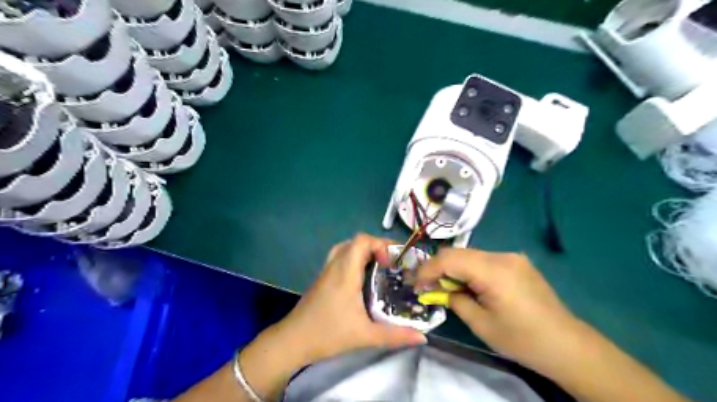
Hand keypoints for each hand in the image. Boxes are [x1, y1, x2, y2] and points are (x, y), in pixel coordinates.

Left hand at [274, 235, 423, 365]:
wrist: (292, 341)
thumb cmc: (328, 334)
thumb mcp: (365, 336)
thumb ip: (395, 335)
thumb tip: (423, 337)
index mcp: (345, 272)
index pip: (361, 241)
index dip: (380, 244)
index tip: (391, 263)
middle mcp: (335, 265)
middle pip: (356, 241)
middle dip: (376, 247)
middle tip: (390, 264)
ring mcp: (326, 270)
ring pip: (346, 248)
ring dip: (363, 251)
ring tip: (378, 267)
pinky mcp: (322, 278)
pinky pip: (339, 257)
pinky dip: (353, 258)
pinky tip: (361, 278)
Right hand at [414, 249, 581, 371]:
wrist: (567, 345)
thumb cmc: (522, 339)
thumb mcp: (481, 324)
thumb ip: (455, 300)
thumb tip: (439, 290)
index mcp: (493, 271)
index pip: (449, 259)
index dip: (427, 269)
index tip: (415, 283)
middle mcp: (502, 256)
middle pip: (459, 253)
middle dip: (438, 267)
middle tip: (426, 285)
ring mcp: (512, 257)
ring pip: (470, 255)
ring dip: (454, 268)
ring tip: (446, 287)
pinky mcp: (518, 262)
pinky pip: (484, 260)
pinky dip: (470, 269)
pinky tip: (469, 285)